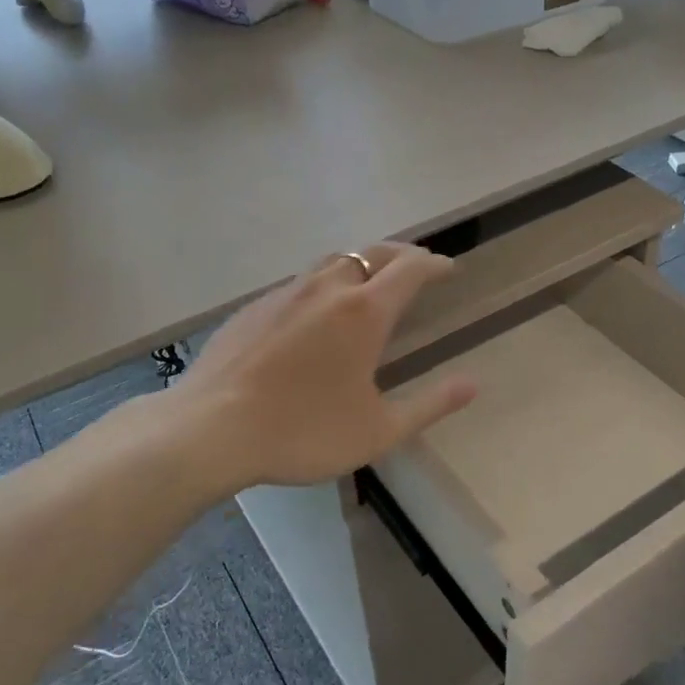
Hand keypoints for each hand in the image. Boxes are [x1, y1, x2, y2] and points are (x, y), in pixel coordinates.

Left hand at [170, 244, 476, 489]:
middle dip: (401, 254)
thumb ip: (430, 405)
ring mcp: (285, 294)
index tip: (448, 268)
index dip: (434, 264)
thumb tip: (473, 384)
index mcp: (364, 312)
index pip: (410, 270)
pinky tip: (315, 313)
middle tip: (417, 265)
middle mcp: (326, 289)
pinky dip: (322, 285)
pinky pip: (299, 283)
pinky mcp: (253, 308)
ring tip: (370, 281)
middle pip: (372, 252)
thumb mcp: (378, 431)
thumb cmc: (304, 432)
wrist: (211, 429)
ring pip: (332, 262)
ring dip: (360, 263)